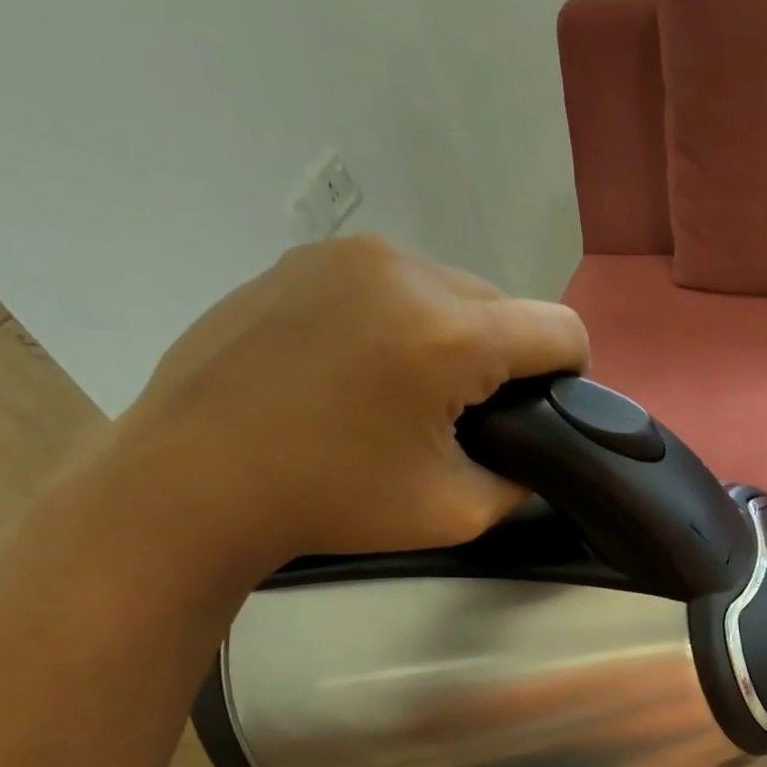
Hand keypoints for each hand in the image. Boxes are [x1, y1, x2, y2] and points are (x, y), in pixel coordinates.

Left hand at [102, 235, 589, 574]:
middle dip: (507, 359)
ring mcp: (346, 255)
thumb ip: (522, 477)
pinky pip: (390, 284)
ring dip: (455, 337)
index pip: (561, 328)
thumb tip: (534, 451)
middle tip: (469, 417)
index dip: (573, 374)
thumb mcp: (459, 511)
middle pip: (505, 306)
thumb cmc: (333, 502)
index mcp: (449, 333)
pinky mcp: (302, 260)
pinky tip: (360, 370)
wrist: (192, 479)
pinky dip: (401, 322)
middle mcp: (405, 269)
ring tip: (410, 392)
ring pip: (448, 290)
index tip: (546, 415)